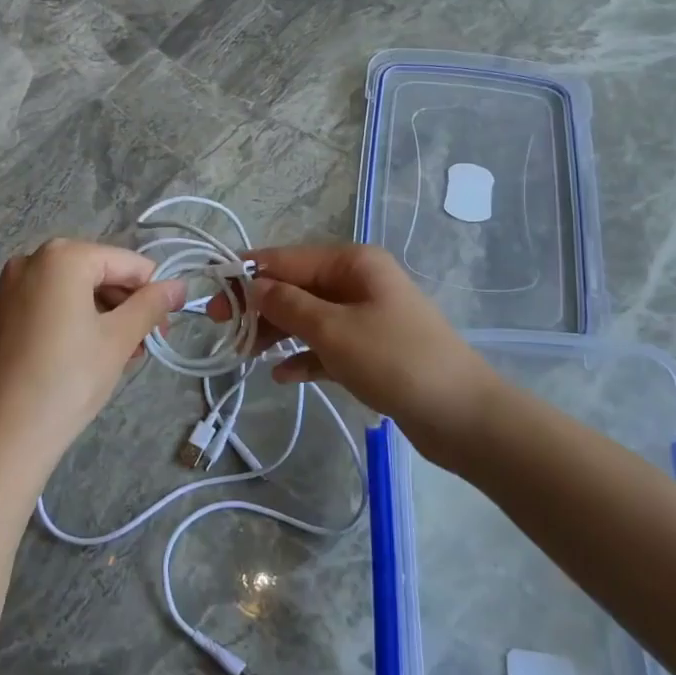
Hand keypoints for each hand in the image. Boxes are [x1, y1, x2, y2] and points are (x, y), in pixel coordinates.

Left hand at [0, 239, 184, 487]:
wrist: (4, 434)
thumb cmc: (69, 379)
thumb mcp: (119, 339)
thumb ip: (151, 304)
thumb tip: (179, 286)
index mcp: (63, 256)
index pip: (127, 263)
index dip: (153, 292)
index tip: (165, 328)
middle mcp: (32, 260)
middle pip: (98, 273)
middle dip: (126, 305)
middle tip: (144, 345)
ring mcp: (10, 287)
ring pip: (74, 290)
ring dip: (104, 315)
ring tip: (121, 355)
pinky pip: (49, 305)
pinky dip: (74, 321)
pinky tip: (87, 355)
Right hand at [224, 245, 503, 461]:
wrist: (464, 416)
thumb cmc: (396, 361)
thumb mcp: (333, 330)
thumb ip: (288, 304)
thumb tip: (253, 284)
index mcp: (353, 263)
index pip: (287, 258)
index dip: (247, 274)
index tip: (211, 294)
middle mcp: (359, 282)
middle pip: (296, 286)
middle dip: (260, 306)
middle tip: (221, 330)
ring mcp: (367, 316)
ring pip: (309, 317)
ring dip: (277, 332)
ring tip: (244, 355)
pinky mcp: (372, 351)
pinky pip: (327, 346)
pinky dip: (304, 356)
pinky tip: (282, 376)